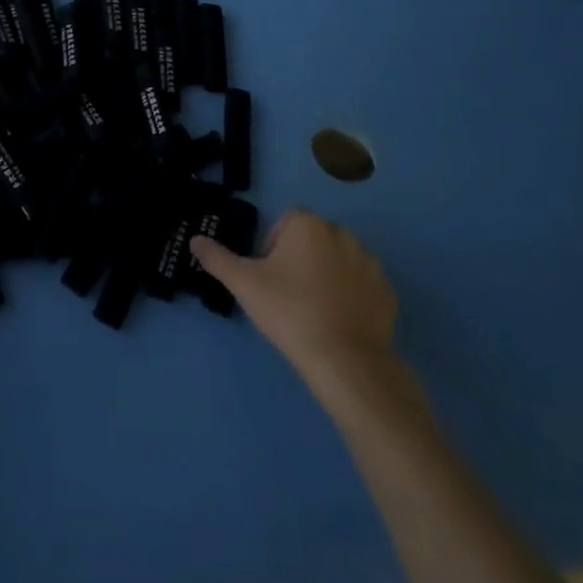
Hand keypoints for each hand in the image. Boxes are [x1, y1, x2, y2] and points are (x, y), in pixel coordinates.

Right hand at [191, 208, 404, 409]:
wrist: (345, 360)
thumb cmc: (289, 311)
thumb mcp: (244, 284)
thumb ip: (217, 258)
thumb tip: (194, 240)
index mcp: (308, 225)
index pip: (286, 222)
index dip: (273, 246)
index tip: (268, 276)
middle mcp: (342, 234)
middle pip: (313, 238)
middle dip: (300, 258)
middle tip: (287, 293)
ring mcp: (370, 263)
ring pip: (340, 260)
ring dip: (327, 274)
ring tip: (314, 309)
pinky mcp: (388, 293)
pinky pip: (363, 285)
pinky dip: (352, 296)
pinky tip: (339, 321)